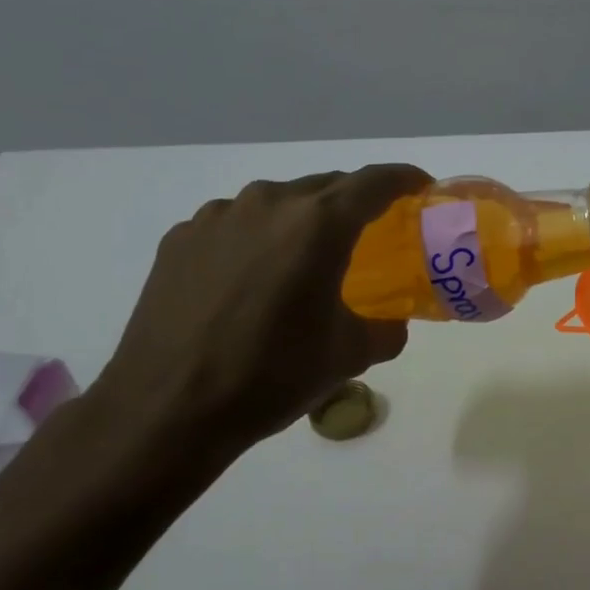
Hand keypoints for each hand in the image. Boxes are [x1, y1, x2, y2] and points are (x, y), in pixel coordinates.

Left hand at [89, 166, 429, 476]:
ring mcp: (218, 217)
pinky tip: (251, 279)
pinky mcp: (180, 238)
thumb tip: (392, 322)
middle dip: (355, 203)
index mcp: (318, 224)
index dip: (406, 179)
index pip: (376, 182)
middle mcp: (269, 203)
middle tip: (370, 233)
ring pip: (278, 203)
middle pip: (326, 186)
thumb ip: (386, 328)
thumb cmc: (272, 376)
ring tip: (304, 260)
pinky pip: (236, 224)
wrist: (167, 411)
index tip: (422, 188)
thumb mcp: (349, 355)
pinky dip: (257, 239)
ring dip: (302, 221)